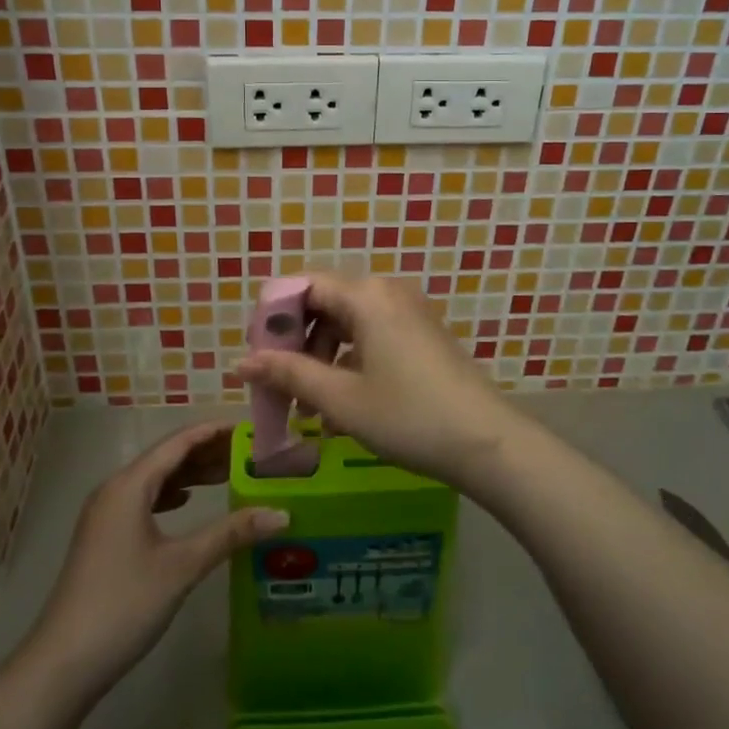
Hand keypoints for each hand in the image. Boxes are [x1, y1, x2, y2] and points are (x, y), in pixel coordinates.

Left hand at [26, 424, 287, 696]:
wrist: (62, 664)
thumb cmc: (124, 605)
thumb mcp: (182, 566)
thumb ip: (230, 534)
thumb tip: (281, 513)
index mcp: (129, 485)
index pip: (178, 442)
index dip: (214, 431)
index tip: (250, 428)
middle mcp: (114, 489)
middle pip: (166, 457)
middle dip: (206, 451)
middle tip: (248, 452)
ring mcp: (105, 513)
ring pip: (154, 479)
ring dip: (189, 474)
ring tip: (228, 474)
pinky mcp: (104, 536)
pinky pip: (143, 499)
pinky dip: (170, 494)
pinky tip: (188, 502)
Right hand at [234, 274, 524, 488]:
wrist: (487, 443)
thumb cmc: (408, 416)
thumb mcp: (340, 398)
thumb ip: (288, 373)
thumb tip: (240, 362)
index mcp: (365, 295)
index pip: (302, 285)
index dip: (272, 317)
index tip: (256, 356)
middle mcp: (387, 291)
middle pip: (323, 303)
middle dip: (295, 344)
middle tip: (278, 386)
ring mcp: (409, 311)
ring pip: (346, 323)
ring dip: (321, 359)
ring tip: (309, 408)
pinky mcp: (421, 333)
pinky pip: (371, 335)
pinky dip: (349, 362)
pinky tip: (342, 407)